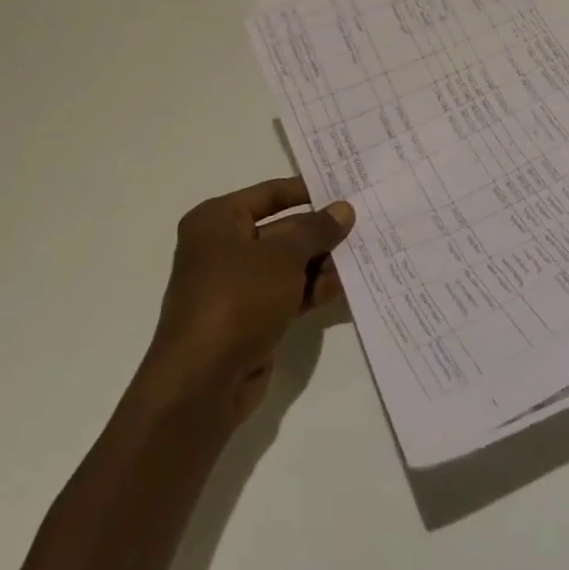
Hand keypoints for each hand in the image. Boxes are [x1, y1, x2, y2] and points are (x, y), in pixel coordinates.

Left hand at [137, 178, 354, 423]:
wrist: (203, 382)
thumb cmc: (238, 298)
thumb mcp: (283, 256)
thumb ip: (316, 230)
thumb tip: (343, 209)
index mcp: (217, 221)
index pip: (270, 193)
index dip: (308, 190)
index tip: (346, 187)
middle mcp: (223, 248)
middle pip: (283, 229)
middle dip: (321, 231)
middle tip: (366, 224)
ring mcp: (237, 286)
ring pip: (289, 264)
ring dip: (323, 262)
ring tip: (365, 255)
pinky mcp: (251, 318)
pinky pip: (289, 293)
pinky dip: (314, 289)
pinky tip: (347, 286)